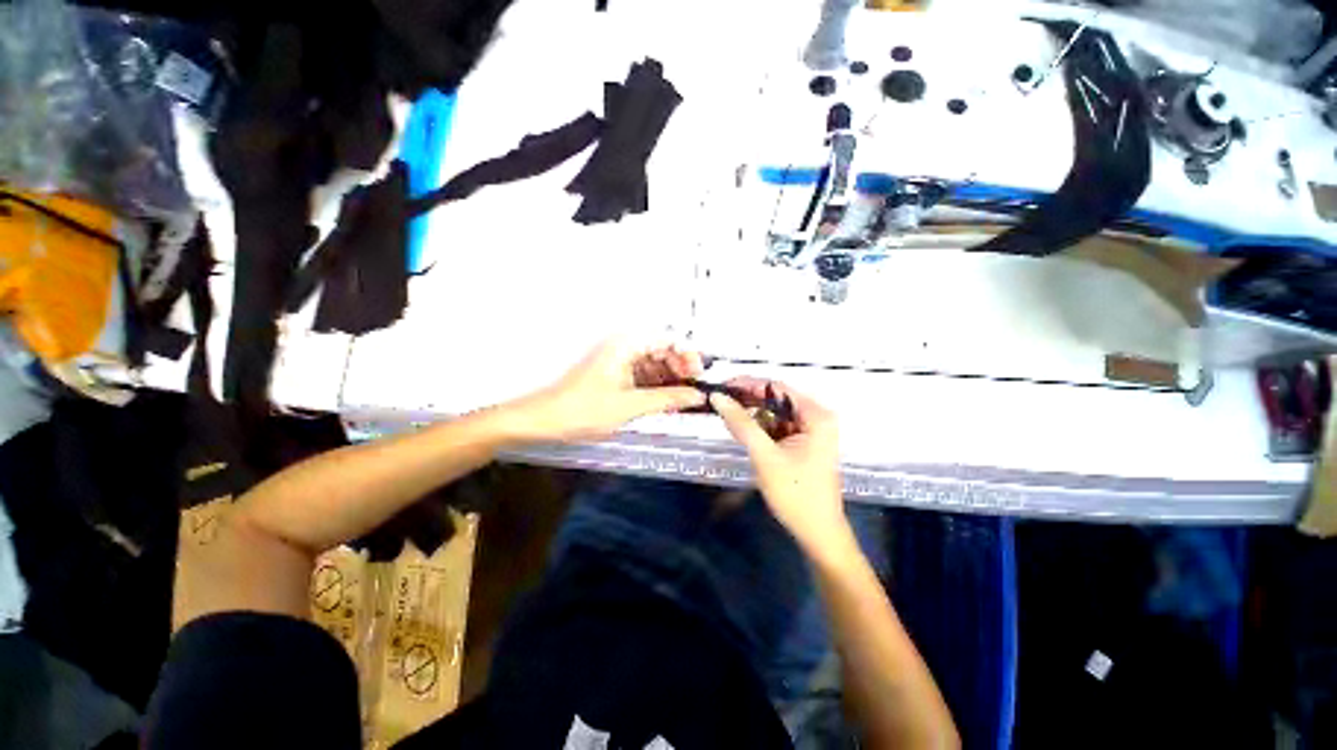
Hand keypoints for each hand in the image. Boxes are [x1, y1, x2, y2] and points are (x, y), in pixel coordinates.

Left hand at [513, 339, 706, 441]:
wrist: (545, 421)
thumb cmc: (583, 409)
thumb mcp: (630, 405)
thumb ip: (668, 398)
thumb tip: (697, 396)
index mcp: (626, 344)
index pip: (668, 338)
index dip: (687, 354)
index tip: (699, 374)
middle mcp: (625, 347)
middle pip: (663, 350)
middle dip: (681, 369)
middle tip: (693, 390)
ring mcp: (620, 362)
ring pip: (655, 365)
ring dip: (670, 381)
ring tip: (682, 400)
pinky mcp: (617, 376)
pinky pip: (644, 376)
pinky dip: (657, 388)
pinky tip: (666, 402)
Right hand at [710, 379, 852, 555]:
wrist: (817, 533)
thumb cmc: (795, 494)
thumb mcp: (765, 455)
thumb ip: (741, 423)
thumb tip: (717, 396)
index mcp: (816, 415)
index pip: (777, 387)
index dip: (748, 383)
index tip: (722, 385)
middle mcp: (817, 417)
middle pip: (776, 398)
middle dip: (748, 399)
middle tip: (720, 400)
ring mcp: (811, 431)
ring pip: (775, 413)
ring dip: (752, 413)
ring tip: (726, 413)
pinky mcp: (803, 443)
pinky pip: (777, 427)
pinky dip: (759, 427)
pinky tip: (741, 429)